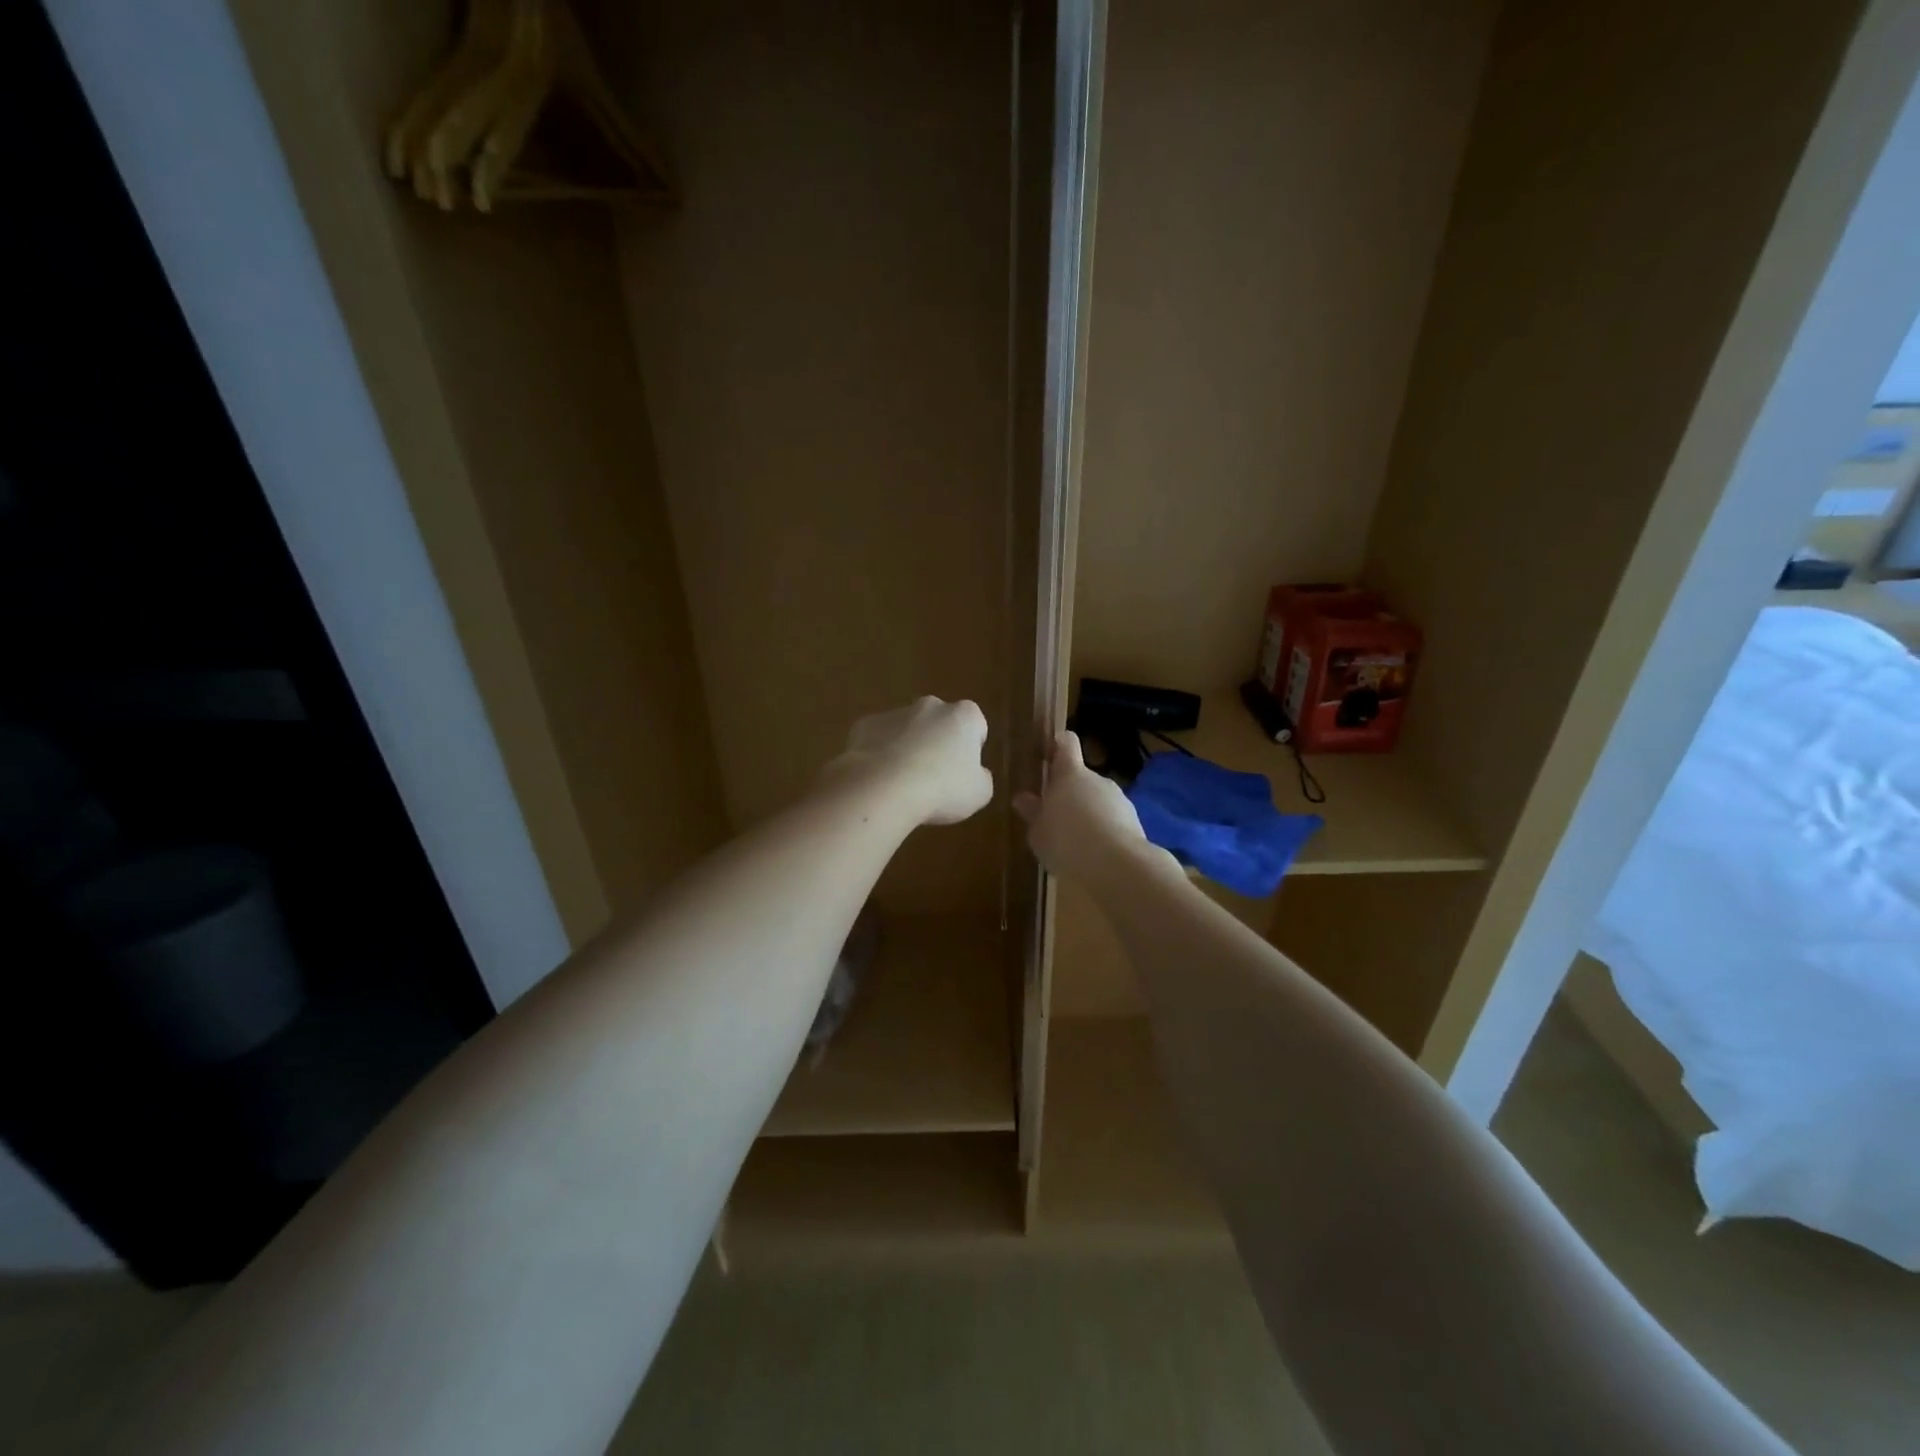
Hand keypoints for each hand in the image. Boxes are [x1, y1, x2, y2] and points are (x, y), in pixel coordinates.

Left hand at [828, 697, 993, 825]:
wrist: (884, 788)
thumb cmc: (942, 789)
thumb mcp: (979, 793)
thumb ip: (980, 778)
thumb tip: (975, 774)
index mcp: (963, 716)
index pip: (975, 725)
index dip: (971, 748)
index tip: (964, 770)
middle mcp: (930, 706)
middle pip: (939, 722)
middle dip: (937, 742)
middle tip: (934, 776)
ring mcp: (895, 713)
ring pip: (906, 729)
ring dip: (907, 747)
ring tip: (903, 783)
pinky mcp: (865, 725)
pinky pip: (878, 739)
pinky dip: (879, 754)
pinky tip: (879, 778)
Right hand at [1013, 731, 1163, 885]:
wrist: (1117, 865)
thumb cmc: (1066, 841)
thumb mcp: (1038, 832)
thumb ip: (1032, 813)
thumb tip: (1023, 798)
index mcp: (1070, 774)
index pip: (1066, 743)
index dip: (1058, 744)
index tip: (1049, 752)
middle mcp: (1096, 779)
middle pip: (1081, 777)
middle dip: (1069, 793)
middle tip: (1054, 817)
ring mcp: (1118, 799)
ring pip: (1098, 800)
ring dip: (1087, 814)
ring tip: (1074, 842)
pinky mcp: (1134, 821)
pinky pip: (1112, 820)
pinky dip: (1104, 831)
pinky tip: (1094, 854)